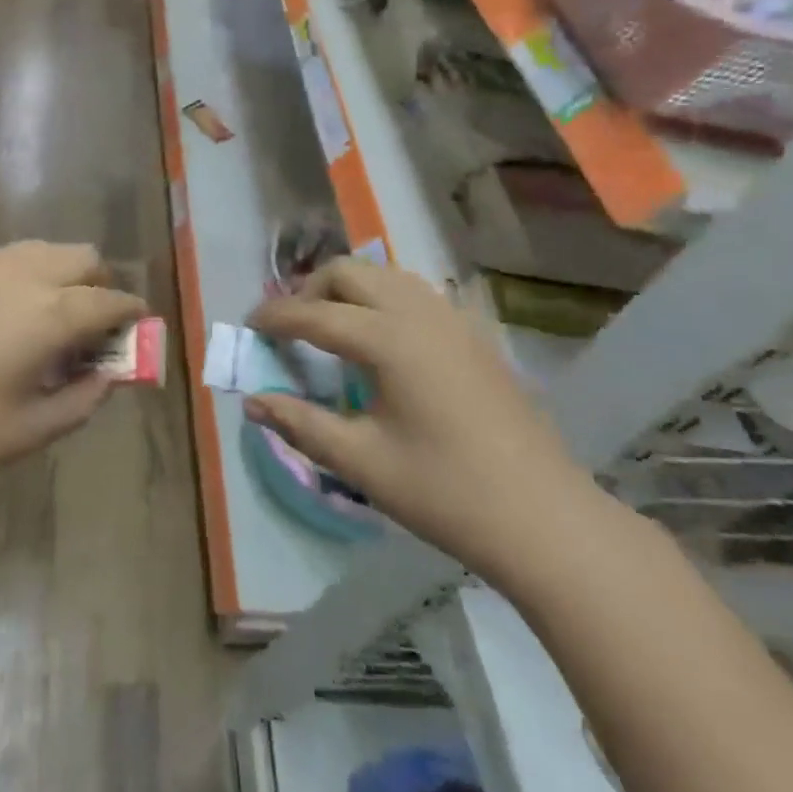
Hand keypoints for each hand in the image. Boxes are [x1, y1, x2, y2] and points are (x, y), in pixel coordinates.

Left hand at [0, 242, 147, 501]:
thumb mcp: (31, 430)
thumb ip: (84, 397)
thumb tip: (108, 374)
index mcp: (51, 313)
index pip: (112, 299)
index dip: (131, 315)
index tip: (134, 333)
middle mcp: (22, 273)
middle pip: (83, 257)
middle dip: (99, 285)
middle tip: (89, 329)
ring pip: (42, 250)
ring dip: (60, 275)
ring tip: (44, 321)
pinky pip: (2, 259)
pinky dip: (20, 277)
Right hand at [248, 258, 602, 585]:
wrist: (544, 519)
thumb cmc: (444, 492)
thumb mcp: (360, 462)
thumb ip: (300, 423)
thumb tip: (253, 402)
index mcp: (388, 340)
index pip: (314, 313)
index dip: (275, 317)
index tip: (248, 326)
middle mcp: (419, 314)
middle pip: (349, 272)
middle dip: (309, 289)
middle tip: (289, 327)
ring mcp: (453, 321)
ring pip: (385, 276)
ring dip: (348, 289)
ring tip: (329, 326)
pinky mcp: (474, 336)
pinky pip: (415, 293)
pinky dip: (382, 299)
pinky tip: (380, 340)